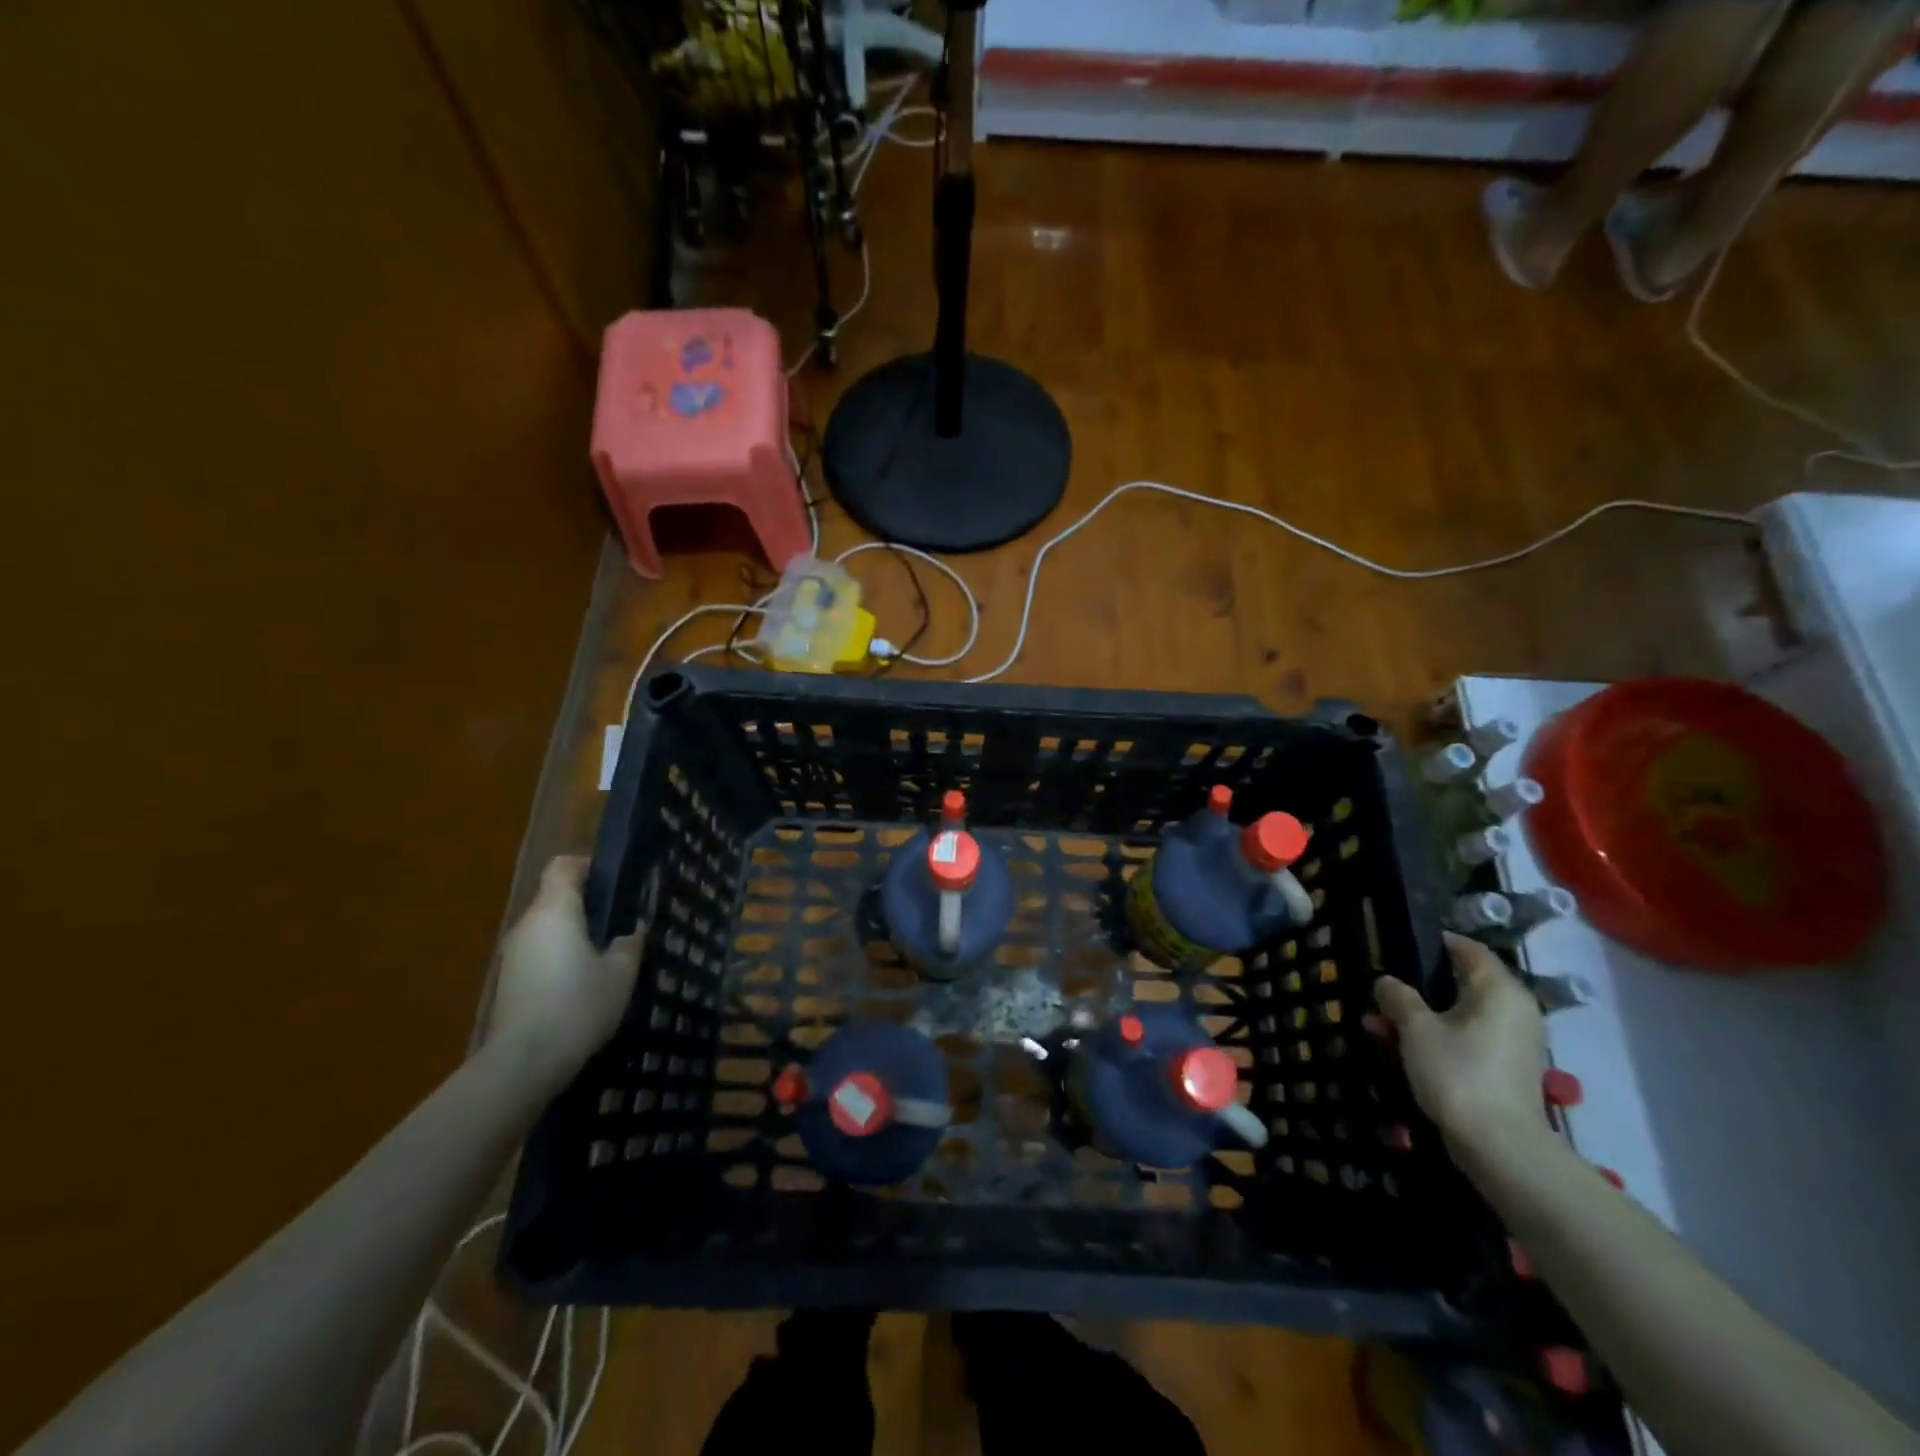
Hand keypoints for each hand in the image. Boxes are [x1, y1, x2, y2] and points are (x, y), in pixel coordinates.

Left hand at [487, 857, 641, 1076]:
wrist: (524, 1062)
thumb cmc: (578, 1005)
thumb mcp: (621, 973)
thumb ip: (629, 944)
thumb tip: (632, 931)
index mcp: (555, 911)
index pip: (563, 866)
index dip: (588, 866)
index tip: (614, 882)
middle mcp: (528, 924)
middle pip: (555, 897)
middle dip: (587, 905)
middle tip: (621, 923)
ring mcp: (513, 955)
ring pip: (547, 929)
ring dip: (573, 934)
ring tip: (606, 956)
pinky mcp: (509, 982)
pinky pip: (539, 954)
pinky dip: (560, 958)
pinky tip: (583, 984)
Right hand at [1371, 931, 1549, 1165]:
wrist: (1499, 1147)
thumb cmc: (1458, 1072)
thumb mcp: (1415, 1028)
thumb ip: (1398, 997)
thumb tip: (1386, 982)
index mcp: (1499, 990)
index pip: (1468, 949)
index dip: (1435, 943)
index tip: (1400, 944)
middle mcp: (1513, 1010)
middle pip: (1461, 984)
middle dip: (1416, 987)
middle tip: (1381, 990)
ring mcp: (1511, 1043)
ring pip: (1458, 1015)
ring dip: (1419, 1016)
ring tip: (1377, 1024)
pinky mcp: (1504, 1070)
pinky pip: (1465, 1039)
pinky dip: (1435, 1038)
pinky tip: (1397, 1048)